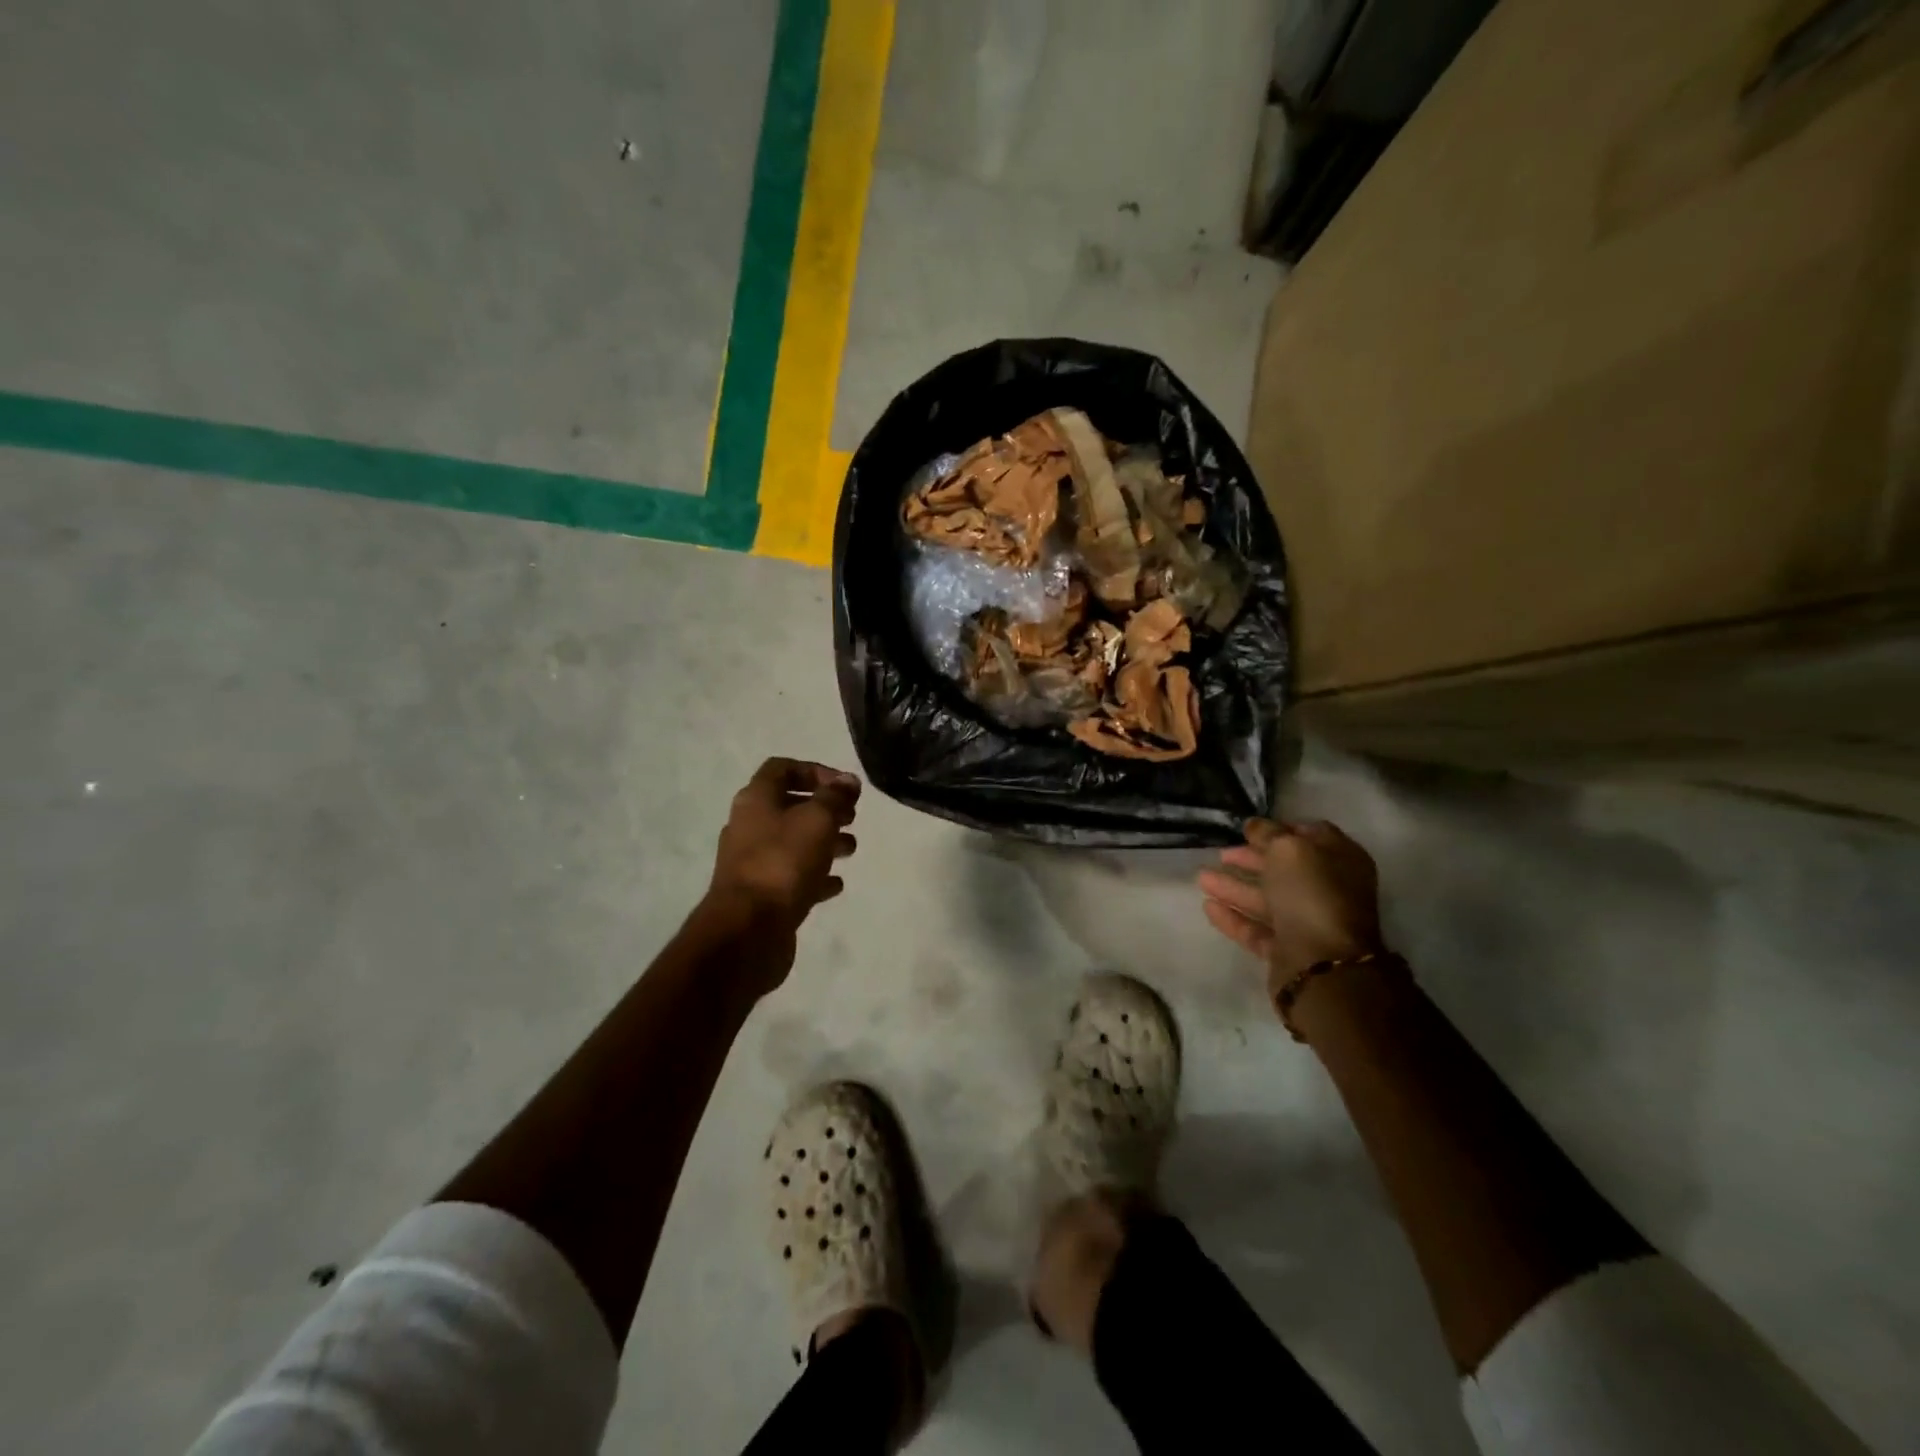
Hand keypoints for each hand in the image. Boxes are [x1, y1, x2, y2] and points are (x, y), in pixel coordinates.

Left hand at [710, 758, 860, 932]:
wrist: (748, 930)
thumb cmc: (783, 863)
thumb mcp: (817, 820)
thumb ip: (835, 797)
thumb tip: (848, 780)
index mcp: (756, 800)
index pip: (782, 768)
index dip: (815, 770)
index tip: (845, 787)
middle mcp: (749, 826)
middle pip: (789, 806)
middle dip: (824, 809)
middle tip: (851, 818)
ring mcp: (753, 863)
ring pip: (793, 843)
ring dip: (824, 842)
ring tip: (851, 850)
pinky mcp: (761, 895)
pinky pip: (792, 876)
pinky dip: (815, 875)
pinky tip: (836, 884)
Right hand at [1198, 819, 1383, 1000]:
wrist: (1324, 966)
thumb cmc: (1312, 895)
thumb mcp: (1288, 849)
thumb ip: (1268, 833)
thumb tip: (1254, 825)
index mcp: (1340, 860)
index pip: (1309, 835)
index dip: (1279, 829)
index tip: (1248, 829)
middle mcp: (1328, 890)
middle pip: (1284, 869)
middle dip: (1250, 859)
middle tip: (1220, 853)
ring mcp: (1308, 923)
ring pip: (1266, 899)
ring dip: (1234, 887)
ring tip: (1200, 878)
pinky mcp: (1288, 951)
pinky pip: (1257, 929)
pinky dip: (1234, 917)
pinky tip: (1208, 907)